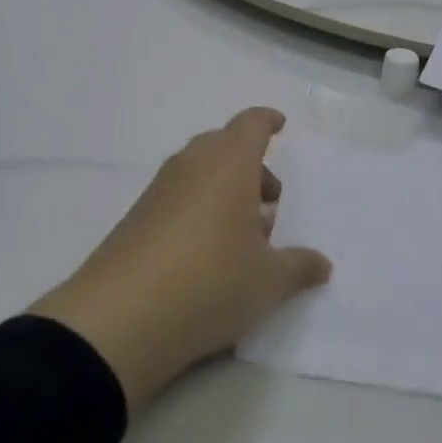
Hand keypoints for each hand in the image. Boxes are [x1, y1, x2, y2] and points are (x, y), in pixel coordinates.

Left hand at [31, 109, 331, 414]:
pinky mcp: (135, 219)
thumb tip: (322, 264)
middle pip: (224, 145)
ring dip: (223, 189)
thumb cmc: (211, 282)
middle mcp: (193, 165)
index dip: (267, 121)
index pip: (251, 124)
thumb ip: (299, 267)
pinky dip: (197, 209)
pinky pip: (177, 197)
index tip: (280, 126)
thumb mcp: (268, 282)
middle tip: (270, 199)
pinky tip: (207, 253)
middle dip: (249, 164)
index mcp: (230, 163)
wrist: (119, 320)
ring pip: (198, 171)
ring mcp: (159, 191)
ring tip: (243, 233)